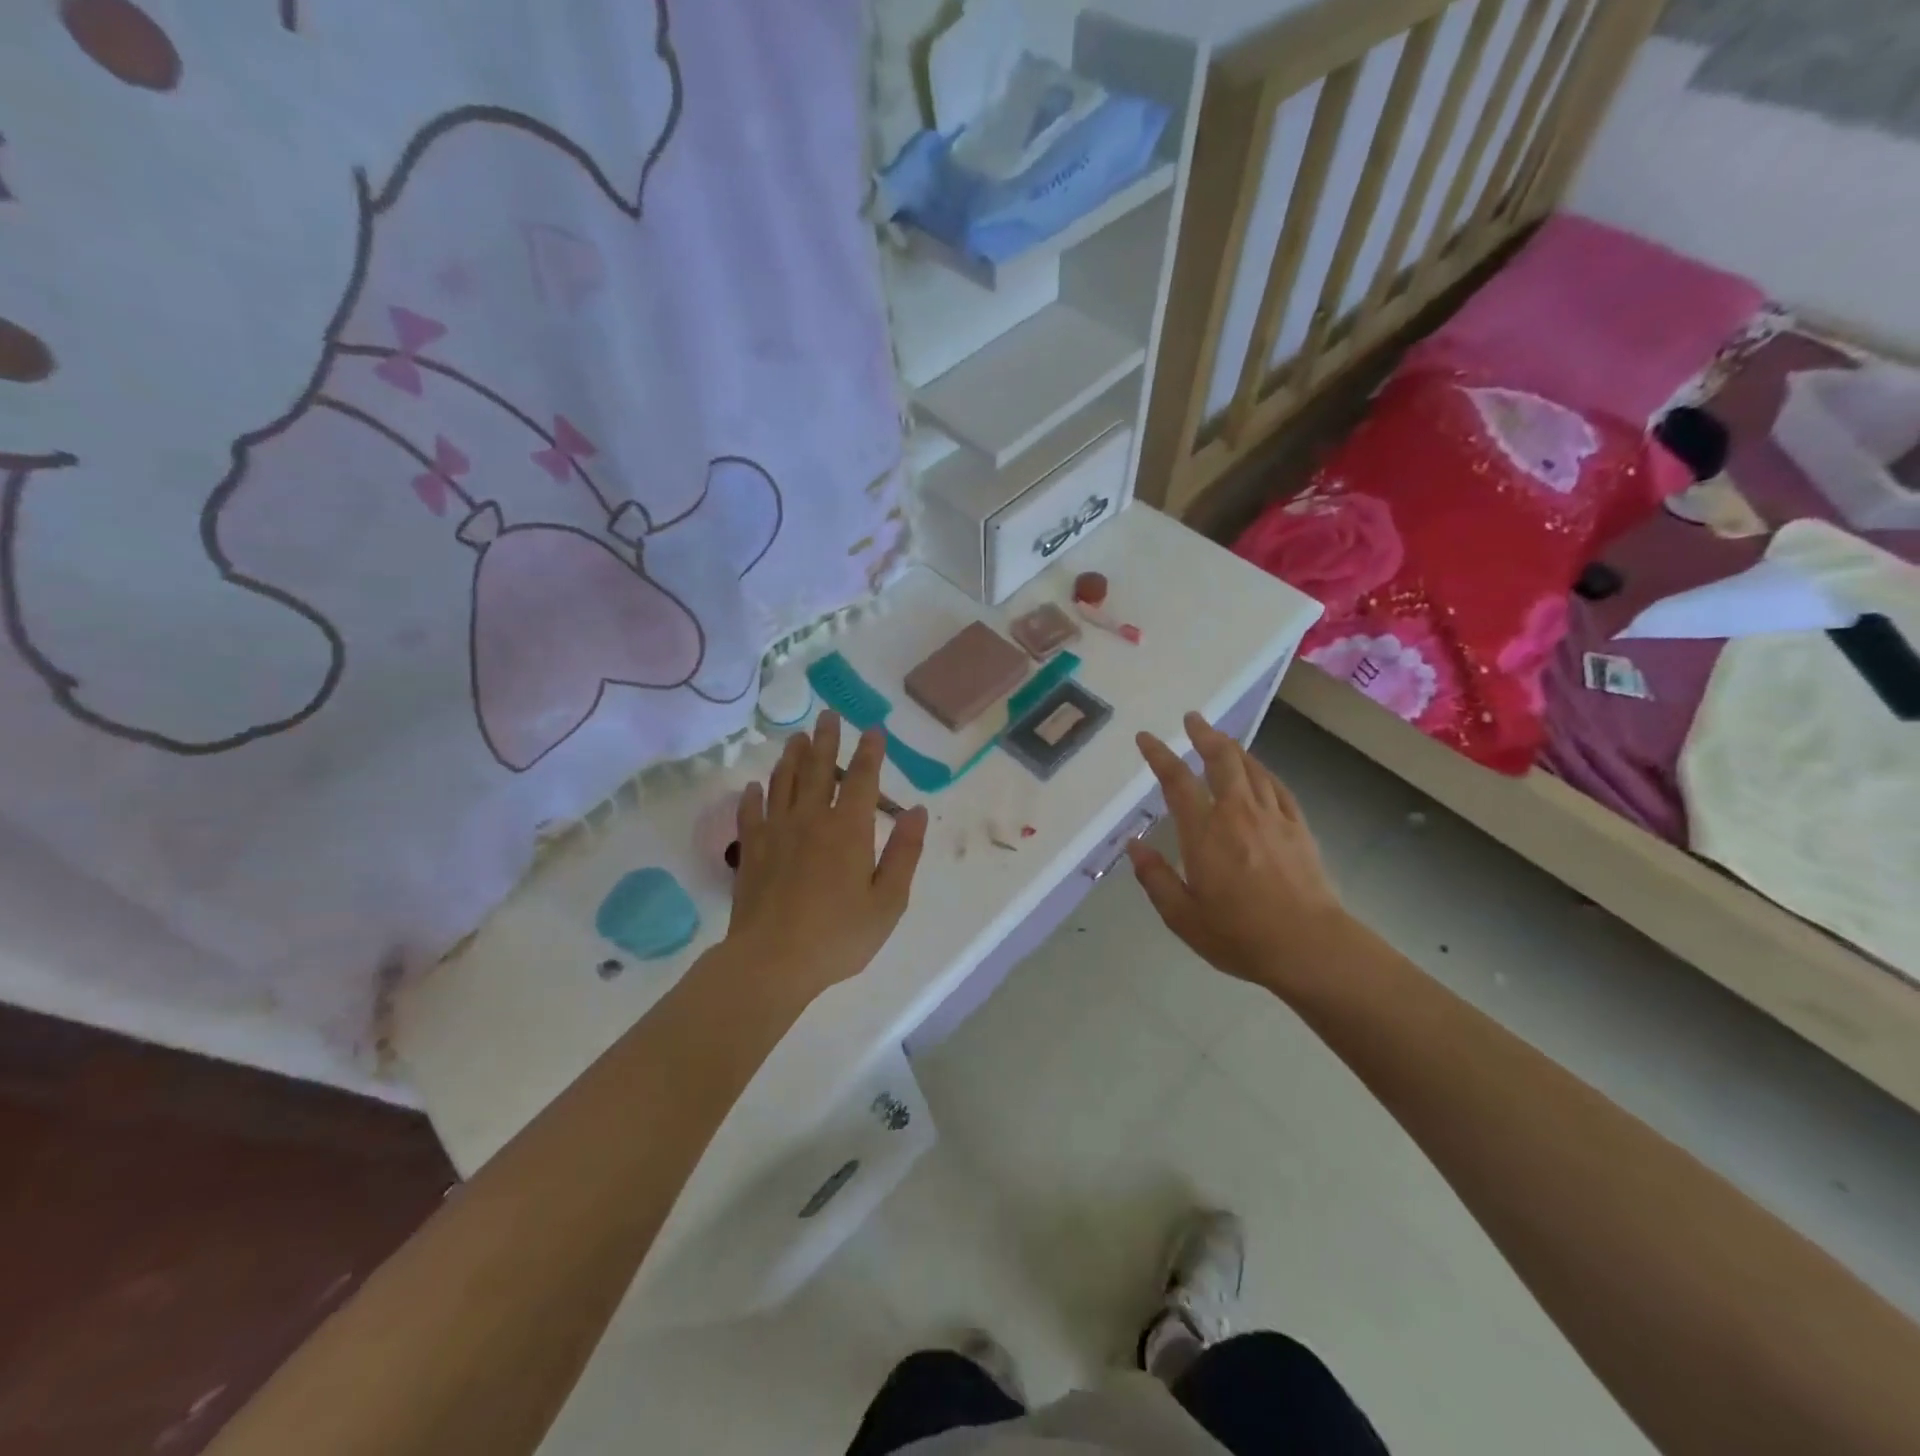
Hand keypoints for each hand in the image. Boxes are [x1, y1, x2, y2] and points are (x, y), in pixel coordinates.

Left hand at [719, 712, 927, 1009]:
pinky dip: (754, 796)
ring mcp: (776, 832)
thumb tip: (917, 810)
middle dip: (827, 740)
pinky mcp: (750, 851)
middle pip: (819, 769)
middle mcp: (811, 819)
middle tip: (829, 715)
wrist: (772, 961)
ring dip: (792, 757)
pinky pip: (751, 813)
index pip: (863, 779)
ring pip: (784, 782)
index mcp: (849, 829)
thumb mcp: (888, 901)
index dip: (870, 753)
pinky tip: (754, 786)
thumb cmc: (839, 935)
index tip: (874, 730)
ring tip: (797, 738)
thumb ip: (904, 852)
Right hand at [1127, 711, 1352, 994]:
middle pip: (1221, 760)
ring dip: (1232, 747)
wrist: (1309, 947)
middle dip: (1204, 734)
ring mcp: (1272, 818)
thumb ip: (1155, 878)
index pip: (1177, 782)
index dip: (1159, 756)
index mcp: (1204, 833)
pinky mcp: (1298, 828)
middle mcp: (1237, 814)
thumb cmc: (1239, 935)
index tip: (1146, 738)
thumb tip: (1134, 846)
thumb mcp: (1182, 916)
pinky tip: (1258, 771)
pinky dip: (1262, 771)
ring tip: (1220, 738)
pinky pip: (1277, 787)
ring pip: (1251, 768)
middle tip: (1192, 718)